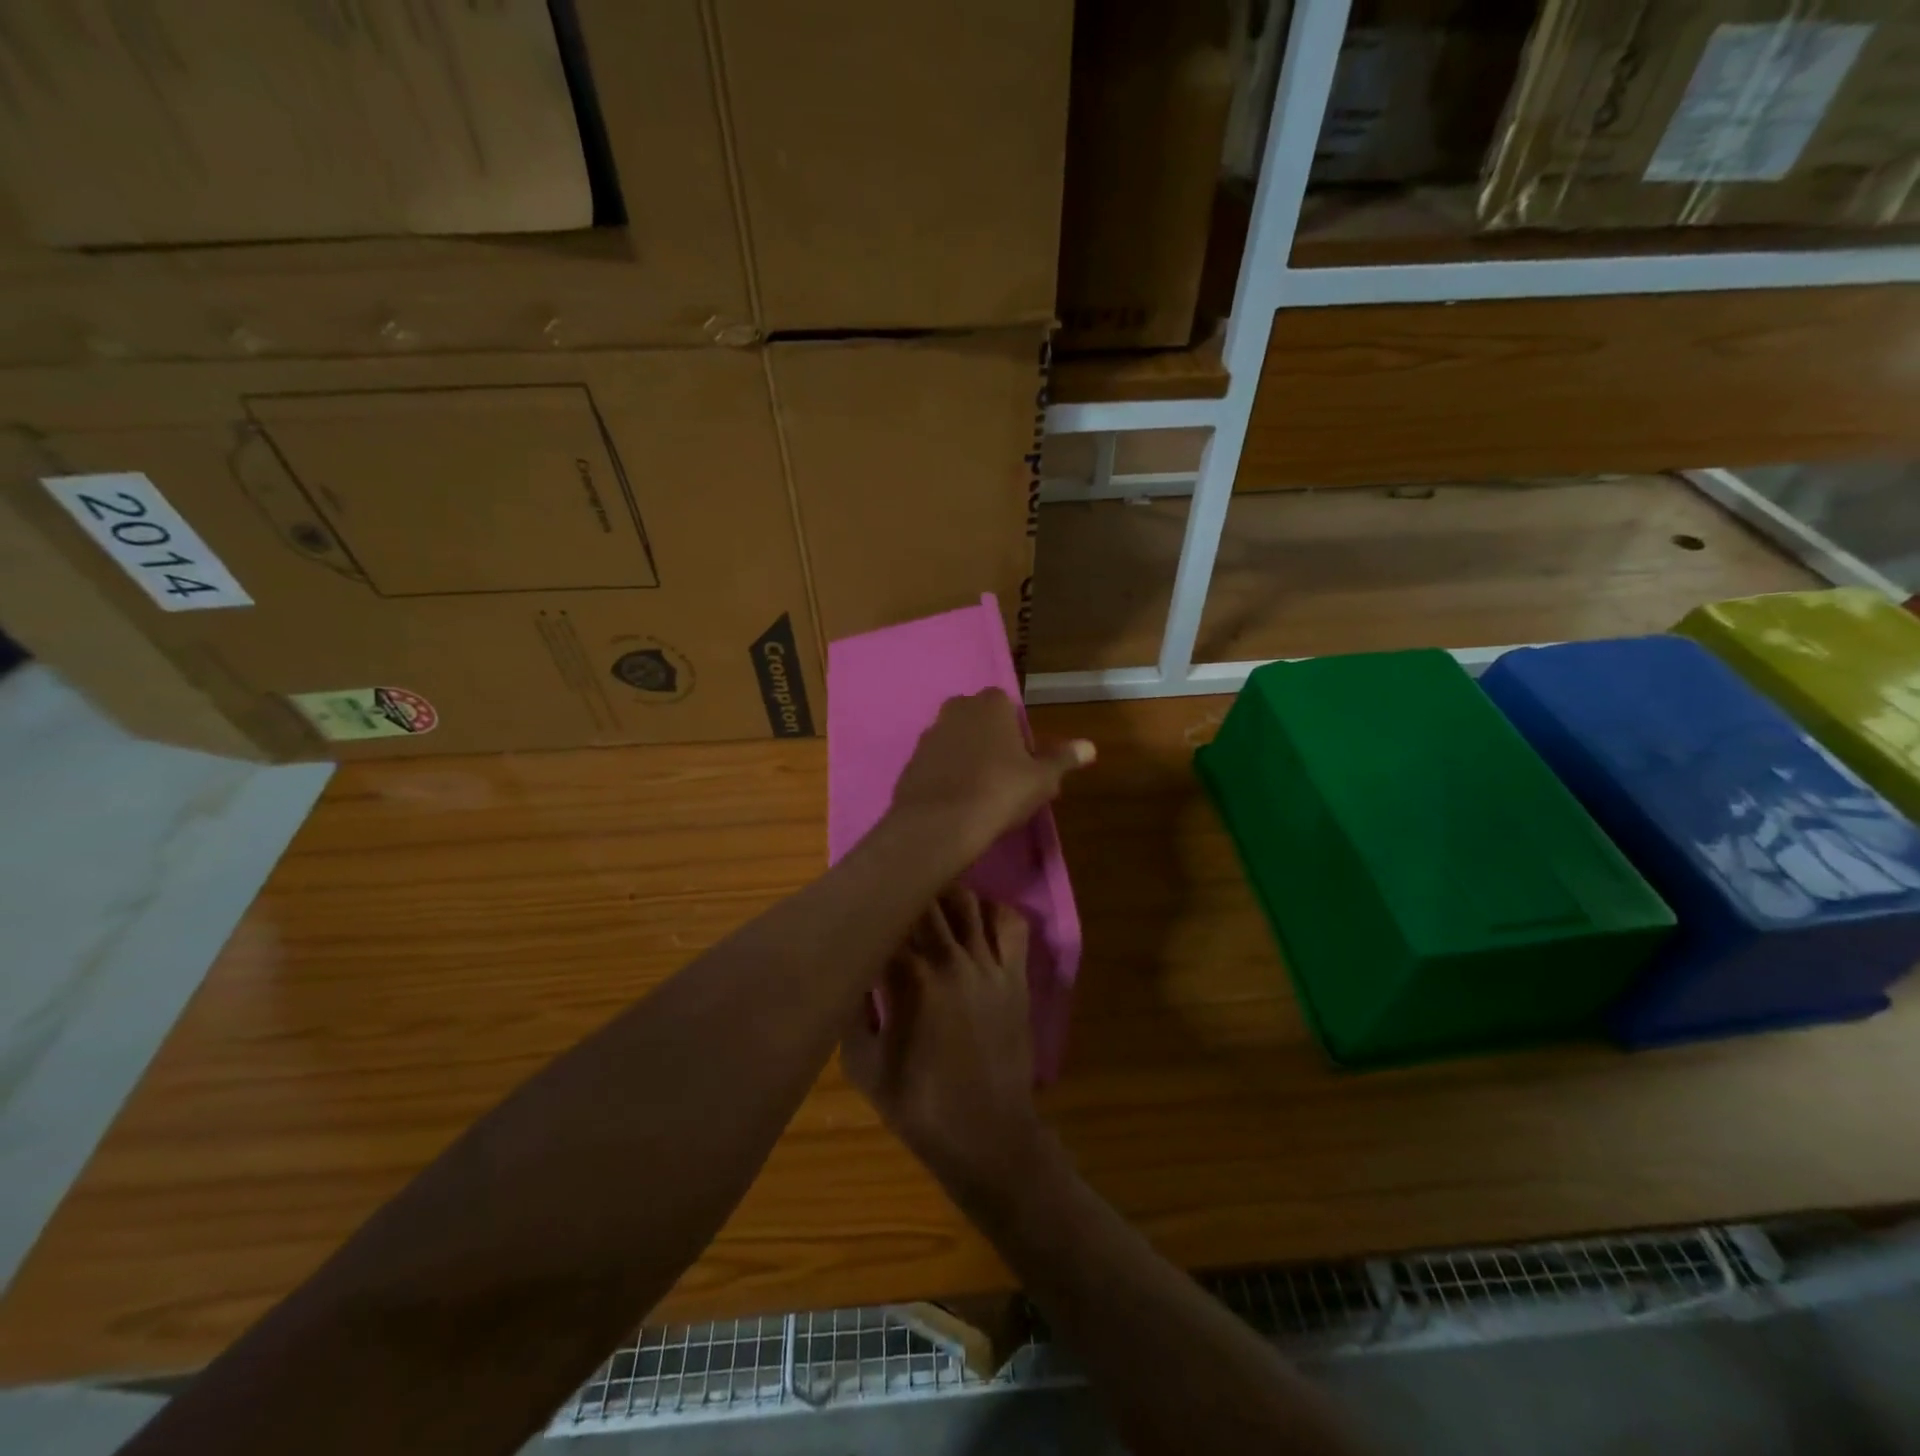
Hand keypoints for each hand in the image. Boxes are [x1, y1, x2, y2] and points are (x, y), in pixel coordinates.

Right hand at [840, 888, 1046, 1198]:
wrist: (986, 1135)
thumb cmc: (918, 1104)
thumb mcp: (862, 1066)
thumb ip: (849, 1011)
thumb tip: (846, 971)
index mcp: (907, 979)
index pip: (885, 920)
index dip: (870, 908)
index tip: (859, 905)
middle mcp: (948, 959)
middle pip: (925, 899)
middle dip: (905, 893)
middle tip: (893, 896)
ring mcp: (988, 964)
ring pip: (966, 901)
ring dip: (945, 895)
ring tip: (930, 902)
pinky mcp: (1016, 975)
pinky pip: (1011, 924)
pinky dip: (994, 911)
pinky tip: (977, 920)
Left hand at [889, 690, 1093, 864]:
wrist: (939, 823)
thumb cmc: (1000, 791)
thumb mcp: (1042, 779)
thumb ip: (1063, 759)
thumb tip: (1090, 747)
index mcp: (990, 704)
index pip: (1008, 706)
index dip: (1018, 733)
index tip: (1025, 762)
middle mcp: (956, 709)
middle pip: (980, 721)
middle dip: (991, 741)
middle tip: (1005, 777)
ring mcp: (929, 734)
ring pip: (956, 741)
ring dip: (967, 758)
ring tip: (981, 793)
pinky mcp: (911, 760)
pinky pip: (937, 763)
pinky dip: (947, 775)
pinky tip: (957, 802)